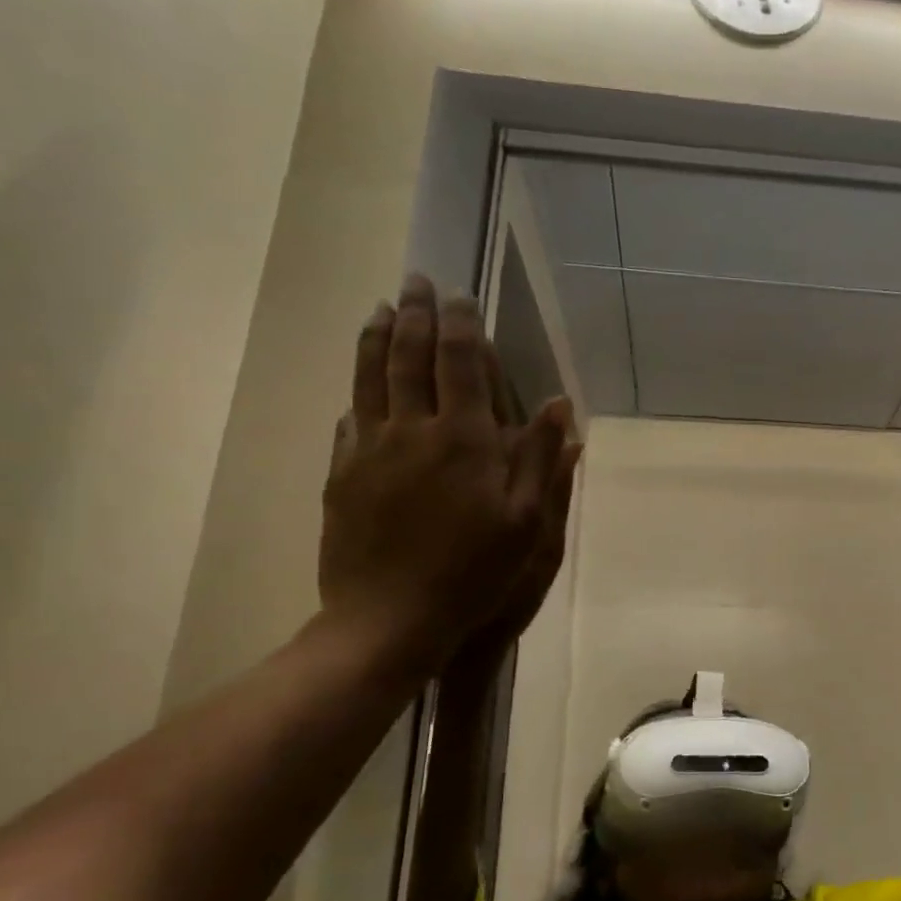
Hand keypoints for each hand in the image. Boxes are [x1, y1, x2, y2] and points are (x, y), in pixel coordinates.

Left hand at [319, 275, 573, 671]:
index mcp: (463, 439)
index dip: (458, 323)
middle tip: (414, 282)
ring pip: (368, 378)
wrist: (389, 618)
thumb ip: (540, 459)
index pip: (459, 363)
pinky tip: (359, 386)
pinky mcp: (342, 475)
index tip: (457, 294)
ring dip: (376, 337)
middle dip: (412, 314)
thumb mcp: (526, 523)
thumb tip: (558, 405)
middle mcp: (411, 430)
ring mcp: (368, 450)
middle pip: (407, 357)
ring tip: (380, 309)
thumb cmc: (472, 573)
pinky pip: (348, 419)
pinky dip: (357, 390)